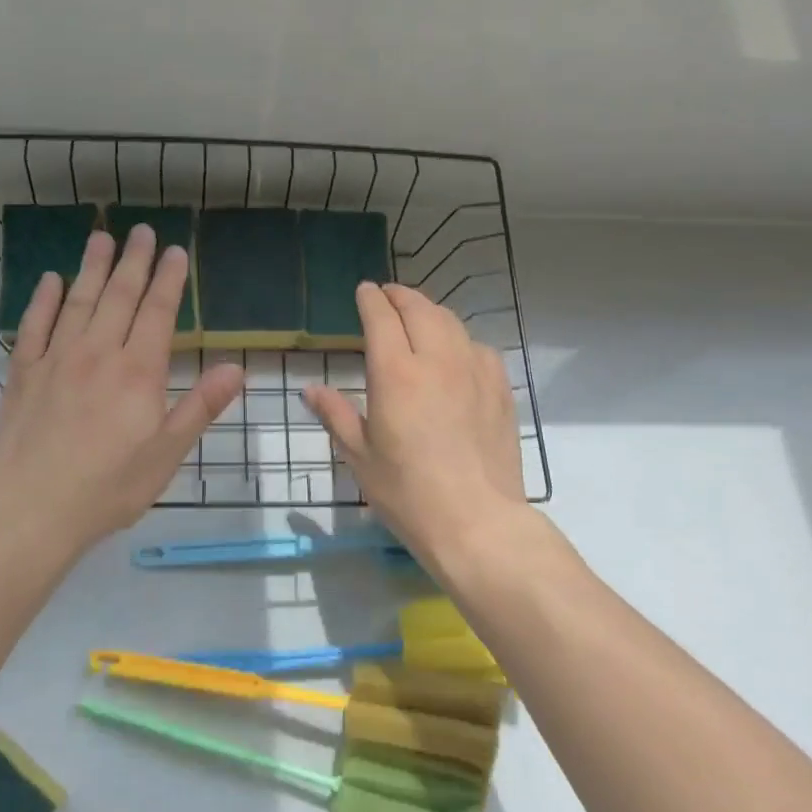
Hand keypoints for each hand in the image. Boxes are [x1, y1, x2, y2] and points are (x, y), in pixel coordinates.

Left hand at [0, 225, 243, 564]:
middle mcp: (97, 353)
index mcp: (137, 371)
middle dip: (133, 261)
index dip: (169, 279)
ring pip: (78, 301)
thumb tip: (236, 368)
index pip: (157, 312)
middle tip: (141, 230)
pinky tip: (50, 280)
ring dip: (91, 267)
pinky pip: (34, 325)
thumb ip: (200, 406)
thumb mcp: (167, 454)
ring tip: (101, 237)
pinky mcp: (23, 373)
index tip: (176, 251)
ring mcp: (55, 359)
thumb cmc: (109, 487)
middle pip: (118, 296)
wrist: (31, 509)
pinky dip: (43, 300)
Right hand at [303, 283, 525, 566]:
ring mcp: (474, 371)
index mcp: (396, 374)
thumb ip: (336, 415)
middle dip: (400, 296)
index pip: (382, 318)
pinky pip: (478, 347)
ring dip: (430, 311)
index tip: (364, 291)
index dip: (371, 300)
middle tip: (388, 296)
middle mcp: (436, 360)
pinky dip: (460, 338)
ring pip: (451, 322)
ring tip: (419, 315)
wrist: (476, 521)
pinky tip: (456, 352)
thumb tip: (311, 389)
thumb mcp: (359, 456)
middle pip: (419, 310)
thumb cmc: (407, 493)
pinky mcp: (500, 389)